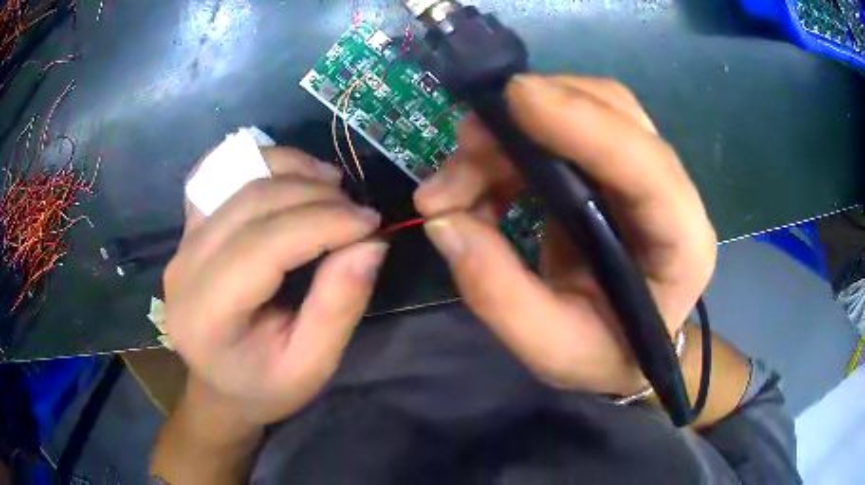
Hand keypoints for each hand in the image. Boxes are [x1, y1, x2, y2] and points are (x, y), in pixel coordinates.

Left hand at [164, 148, 386, 425]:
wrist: (219, 386)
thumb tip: (371, 243)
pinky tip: (288, 174)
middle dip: (314, 195)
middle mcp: (183, 268)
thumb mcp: (312, 365)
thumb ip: (339, 306)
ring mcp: (181, 241)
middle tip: (359, 211)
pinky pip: (216, 172)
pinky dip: (257, 161)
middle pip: (250, 203)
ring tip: (332, 185)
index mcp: (206, 315)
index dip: (322, 223)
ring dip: (290, 169)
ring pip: (235, 176)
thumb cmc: (265, 386)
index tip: (371, 222)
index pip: (263, 245)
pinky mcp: (188, 228)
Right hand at [414, 75, 716, 395]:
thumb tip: (445, 221)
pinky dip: (509, 149)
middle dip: (532, 118)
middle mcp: (672, 192)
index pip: (648, 167)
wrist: (626, 347)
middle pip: (615, 113)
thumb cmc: (605, 354)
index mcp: (681, 243)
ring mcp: (643, 170)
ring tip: (453, 184)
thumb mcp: (551, 349)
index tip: (515, 98)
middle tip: (462, 148)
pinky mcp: (611, 166)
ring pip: (583, 109)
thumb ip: (499, 296)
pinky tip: (477, 186)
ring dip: (510, 133)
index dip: (585, 123)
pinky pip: (558, 131)